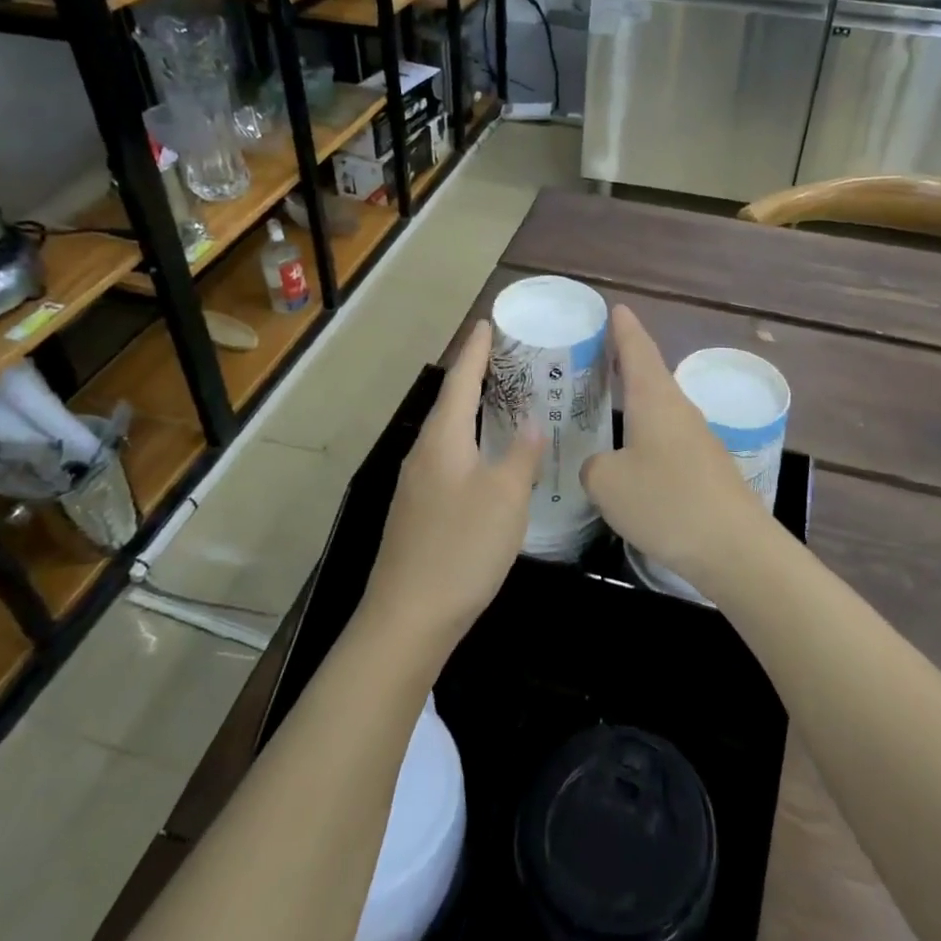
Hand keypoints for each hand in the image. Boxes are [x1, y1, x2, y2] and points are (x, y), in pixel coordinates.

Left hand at [362, 321, 543, 652]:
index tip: (488, 323)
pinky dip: (472, 444)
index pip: (460, 379)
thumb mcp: (505, 497)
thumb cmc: (461, 548)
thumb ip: (522, 454)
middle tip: (510, 359)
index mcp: (443, 439)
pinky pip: (449, 459)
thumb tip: (532, 421)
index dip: (476, 350)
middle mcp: (424, 453)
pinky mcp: (419, 511)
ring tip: (506, 402)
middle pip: (452, 403)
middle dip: (477, 377)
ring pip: (450, 433)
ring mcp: (417, 484)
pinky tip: (490, 459)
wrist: (408, 617)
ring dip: (475, 412)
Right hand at [580, 306, 769, 592]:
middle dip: (625, 360)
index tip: (615, 307)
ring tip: (608, 399)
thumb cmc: (666, 502)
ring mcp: (697, 438)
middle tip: (597, 352)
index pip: (637, 349)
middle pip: (650, 374)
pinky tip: (633, 452)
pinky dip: (646, 431)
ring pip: (660, 406)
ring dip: (636, 398)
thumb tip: (602, 466)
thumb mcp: (607, 483)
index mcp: (654, 399)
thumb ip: (593, 467)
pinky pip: (668, 436)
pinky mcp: (706, 467)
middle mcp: (679, 409)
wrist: (734, 548)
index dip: (624, 327)